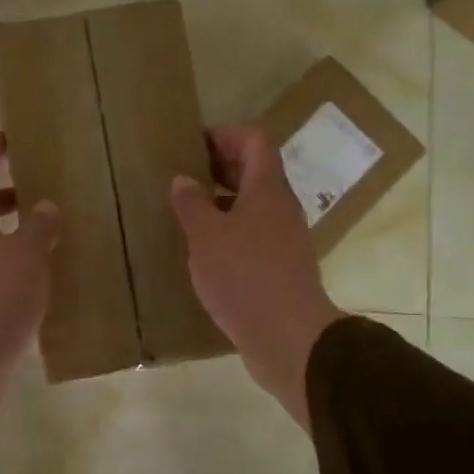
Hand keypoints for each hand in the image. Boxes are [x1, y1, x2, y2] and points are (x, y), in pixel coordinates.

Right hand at [170, 126, 344, 430]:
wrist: (289, 339)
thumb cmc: (245, 277)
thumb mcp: (207, 237)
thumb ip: (192, 204)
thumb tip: (183, 180)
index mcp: (267, 190)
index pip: (255, 141)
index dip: (226, 135)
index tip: (193, 143)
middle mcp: (281, 208)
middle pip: (256, 172)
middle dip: (220, 167)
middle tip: (183, 176)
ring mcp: (284, 240)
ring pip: (254, 206)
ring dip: (223, 203)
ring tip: (187, 213)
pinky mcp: (280, 269)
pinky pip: (254, 236)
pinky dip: (230, 233)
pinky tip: (204, 251)